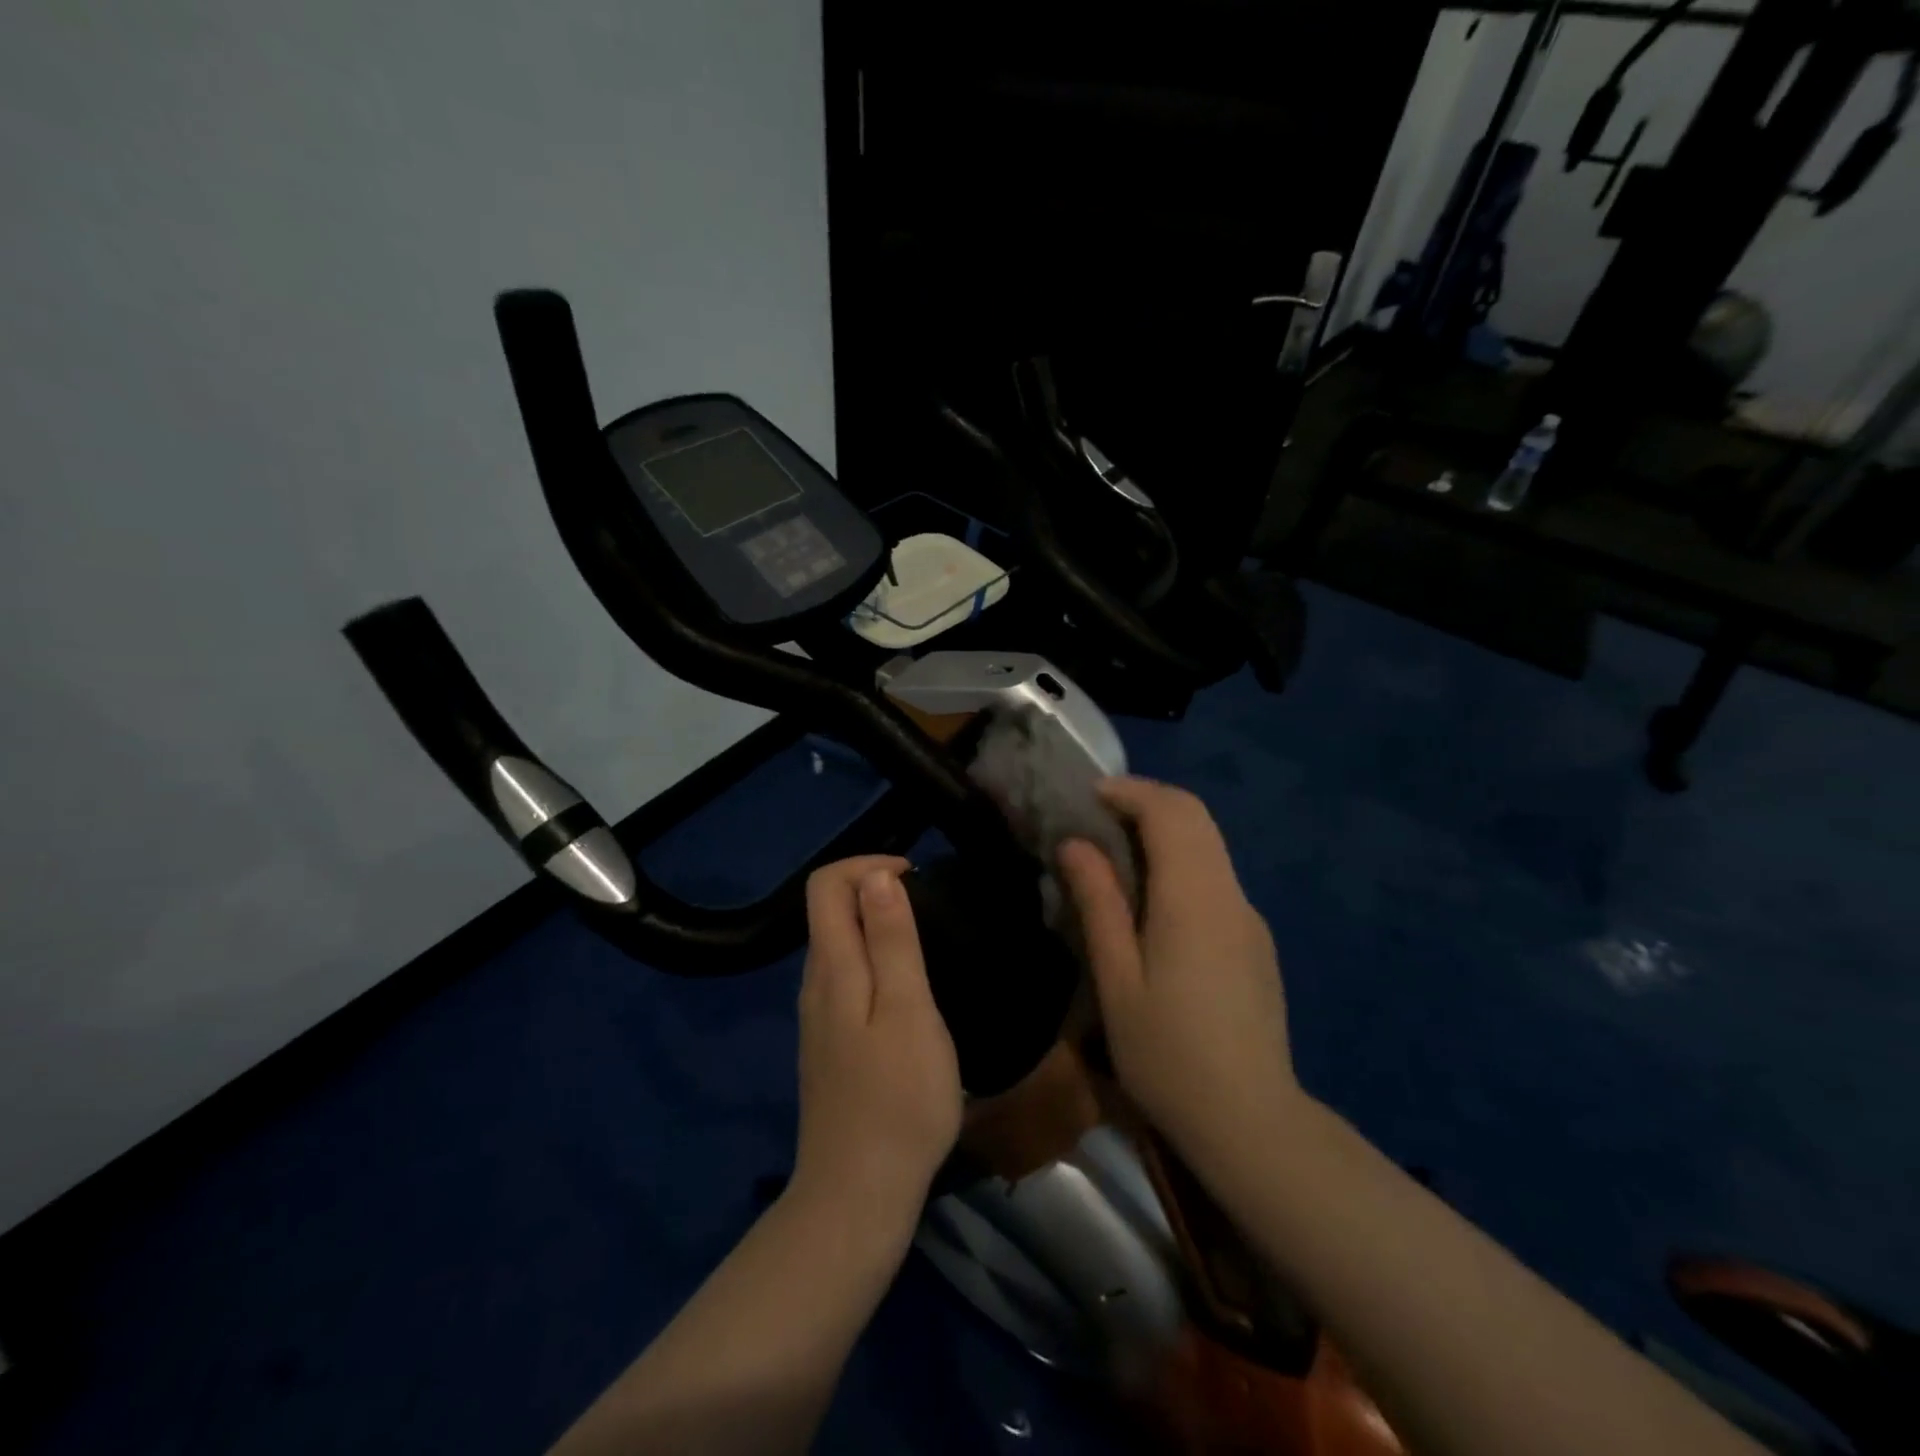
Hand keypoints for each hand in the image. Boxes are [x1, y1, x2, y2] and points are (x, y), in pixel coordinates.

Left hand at [792, 857, 962, 1220]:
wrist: (857, 1195)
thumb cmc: (897, 1099)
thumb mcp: (908, 1010)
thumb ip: (891, 940)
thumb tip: (877, 876)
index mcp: (831, 967)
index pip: (825, 884)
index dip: (867, 864)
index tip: (915, 877)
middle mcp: (815, 984)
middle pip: (829, 911)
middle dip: (875, 890)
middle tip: (931, 909)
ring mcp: (818, 1018)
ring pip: (839, 946)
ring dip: (877, 926)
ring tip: (928, 944)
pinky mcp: (830, 1046)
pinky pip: (846, 979)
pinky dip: (875, 962)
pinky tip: (910, 993)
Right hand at [1057, 779, 1305, 1180]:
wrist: (1250, 1121)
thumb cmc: (1169, 1054)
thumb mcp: (1117, 980)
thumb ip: (1099, 903)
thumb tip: (1075, 844)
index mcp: (1194, 898)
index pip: (1171, 812)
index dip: (1129, 792)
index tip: (1088, 796)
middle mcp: (1230, 894)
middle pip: (1197, 817)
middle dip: (1147, 801)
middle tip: (1097, 814)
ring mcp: (1249, 917)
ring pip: (1210, 845)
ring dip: (1165, 830)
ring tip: (1115, 851)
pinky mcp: (1255, 941)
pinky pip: (1216, 878)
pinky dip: (1181, 861)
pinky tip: (1151, 899)